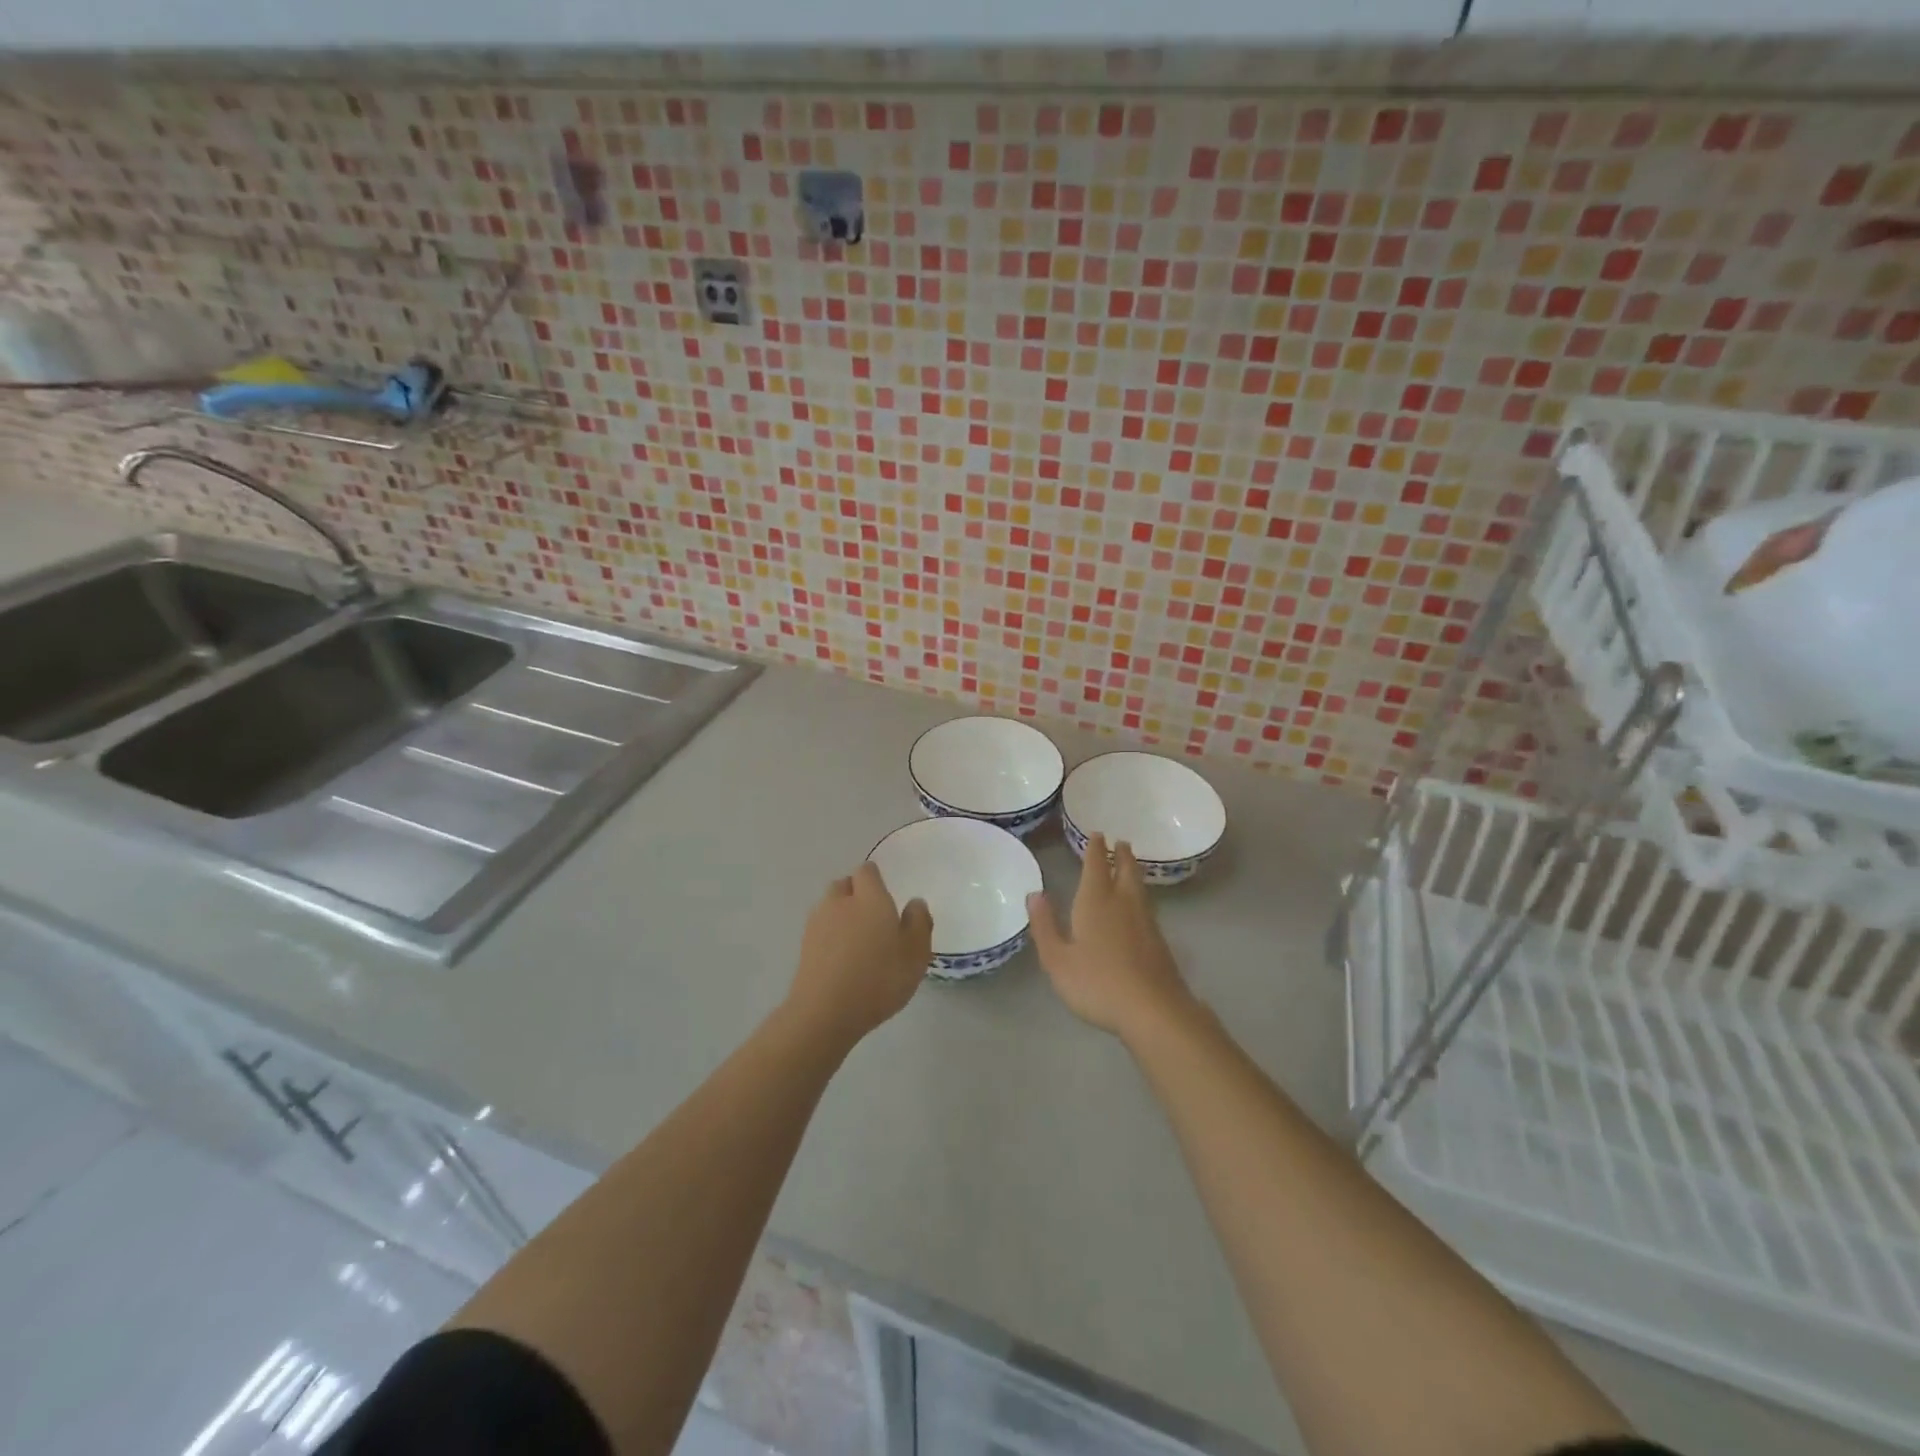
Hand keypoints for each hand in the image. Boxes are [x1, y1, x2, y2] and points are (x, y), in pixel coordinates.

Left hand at [785, 863, 933, 1049]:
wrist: (825, 1012)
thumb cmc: (878, 979)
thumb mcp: (915, 954)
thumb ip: (918, 923)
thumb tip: (914, 902)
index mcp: (870, 898)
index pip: (867, 871)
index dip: (875, 879)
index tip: (886, 894)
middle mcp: (840, 902)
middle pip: (844, 885)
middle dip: (856, 893)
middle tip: (873, 916)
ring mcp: (817, 923)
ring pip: (829, 906)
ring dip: (841, 914)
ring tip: (857, 939)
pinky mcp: (804, 946)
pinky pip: (820, 929)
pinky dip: (830, 935)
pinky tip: (841, 957)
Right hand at [1027, 834, 1196, 1042]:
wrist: (1153, 1009)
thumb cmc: (1097, 983)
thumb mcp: (1058, 960)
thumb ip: (1045, 926)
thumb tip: (1035, 894)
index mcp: (1095, 902)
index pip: (1095, 866)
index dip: (1094, 849)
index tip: (1097, 834)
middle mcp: (1122, 903)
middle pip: (1124, 870)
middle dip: (1120, 854)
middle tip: (1120, 842)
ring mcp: (1144, 921)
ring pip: (1138, 886)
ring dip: (1133, 870)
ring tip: (1130, 863)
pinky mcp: (1158, 940)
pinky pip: (1146, 905)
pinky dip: (1140, 894)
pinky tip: (1138, 905)